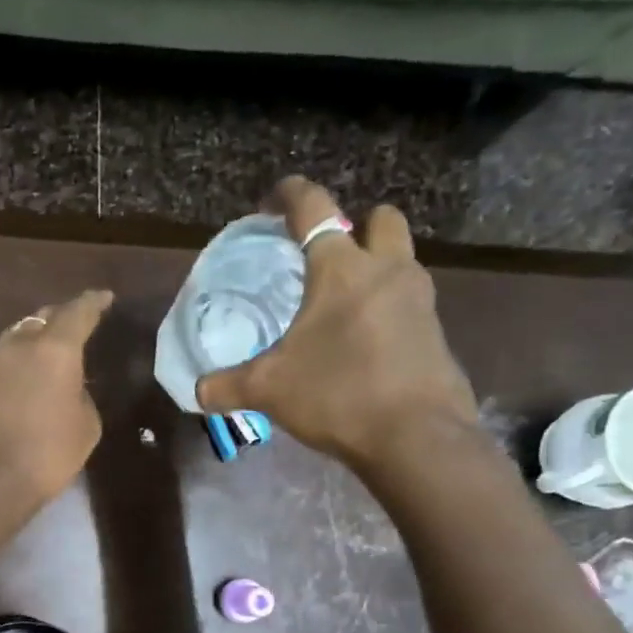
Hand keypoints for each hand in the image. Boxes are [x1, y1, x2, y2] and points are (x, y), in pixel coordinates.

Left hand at [0, 290, 113, 510]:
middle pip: (43, 318)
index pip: (78, 312)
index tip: (104, 298)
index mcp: (54, 348)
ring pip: (18, 337)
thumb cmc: (47, 454)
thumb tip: (67, 389)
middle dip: (62, 317)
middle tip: (78, 323)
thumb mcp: (86, 426)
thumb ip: (81, 395)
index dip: (94, 303)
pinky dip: (20, 363)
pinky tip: (29, 379)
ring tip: (53, 349)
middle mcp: (19, 345)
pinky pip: (4, 362)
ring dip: (37, 338)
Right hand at [197, 177, 477, 472]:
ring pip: (401, 259)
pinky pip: (409, 302)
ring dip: (375, 266)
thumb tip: (197, 391)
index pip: (314, 208)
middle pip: (380, 219)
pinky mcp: (435, 333)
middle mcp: (387, 271)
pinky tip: (362, 343)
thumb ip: (228, 386)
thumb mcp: (269, 390)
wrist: (416, 438)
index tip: (274, 198)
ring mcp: (419, 300)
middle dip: (356, 225)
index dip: (291, 194)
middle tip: (327, 255)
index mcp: (341, 270)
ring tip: (341, 304)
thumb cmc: (338, 394)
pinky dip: (387, 309)